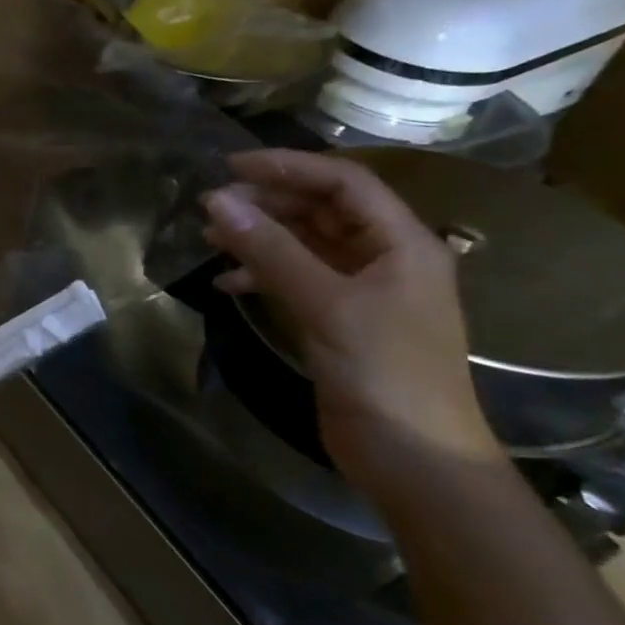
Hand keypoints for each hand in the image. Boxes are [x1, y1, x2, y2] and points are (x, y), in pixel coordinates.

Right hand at [202, 149, 503, 485]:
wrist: (413, 457)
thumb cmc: (383, 371)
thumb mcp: (326, 304)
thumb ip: (270, 251)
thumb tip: (216, 201)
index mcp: (403, 244)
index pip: (345, 182)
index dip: (289, 167)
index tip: (230, 168)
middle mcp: (385, 259)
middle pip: (323, 210)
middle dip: (268, 202)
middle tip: (213, 206)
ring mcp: (361, 292)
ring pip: (305, 244)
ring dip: (260, 237)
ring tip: (210, 237)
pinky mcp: (339, 321)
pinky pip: (295, 279)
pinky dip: (261, 274)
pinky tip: (227, 283)